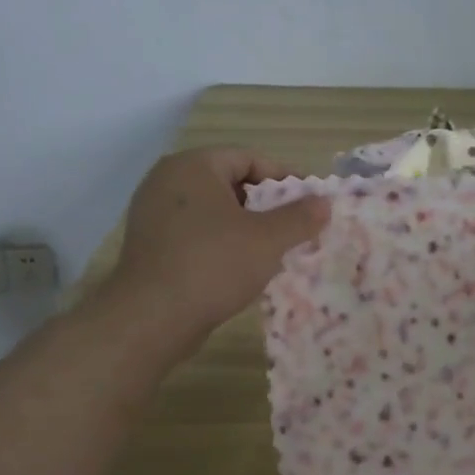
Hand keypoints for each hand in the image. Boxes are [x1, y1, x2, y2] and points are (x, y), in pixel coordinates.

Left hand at [105, 146, 328, 344]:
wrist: (152, 317)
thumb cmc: (214, 265)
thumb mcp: (268, 240)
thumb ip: (300, 217)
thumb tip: (324, 202)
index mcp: (193, 166)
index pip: (248, 158)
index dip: (283, 177)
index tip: (308, 201)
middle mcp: (167, 180)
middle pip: (228, 182)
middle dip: (264, 204)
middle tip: (292, 227)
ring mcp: (152, 213)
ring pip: (211, 210)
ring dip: (244, 225)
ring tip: (271, 249)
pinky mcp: (149, 244)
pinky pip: (194, 232)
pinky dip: (220, 242)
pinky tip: (239, 267)